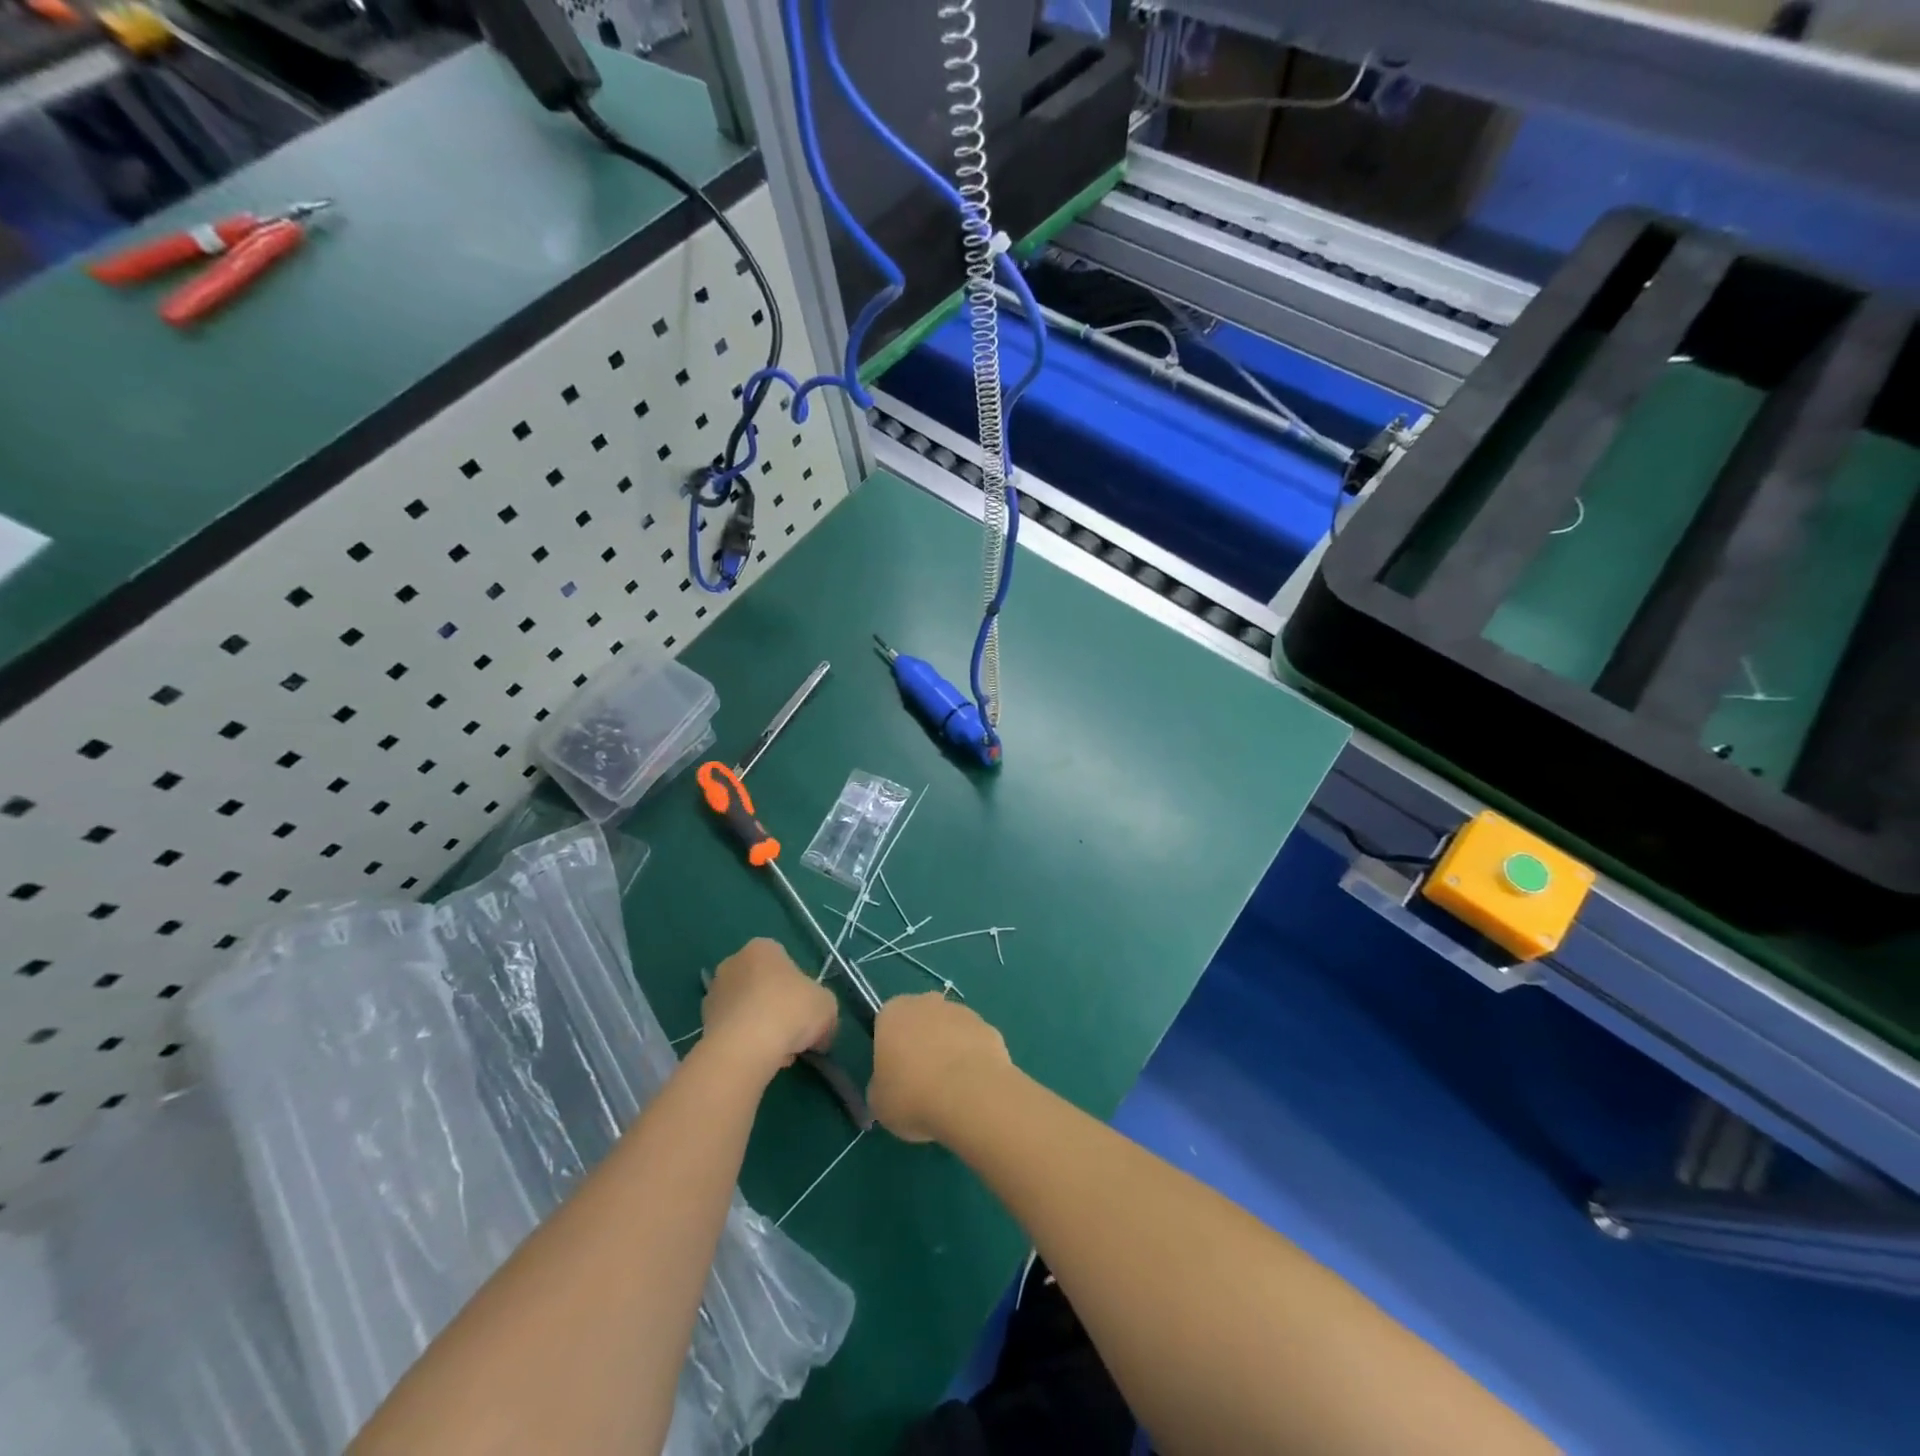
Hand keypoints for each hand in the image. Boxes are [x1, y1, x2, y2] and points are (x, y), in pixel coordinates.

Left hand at [701, 939, 838, 1077]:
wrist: (745, 1047)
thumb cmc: (790, 1011)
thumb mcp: (827, 1006)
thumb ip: (825, 1012)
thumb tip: (820, 1034)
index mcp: (763, 948)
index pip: (785, 963)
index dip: (800, 989)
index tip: (806, 1012)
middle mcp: (733, 963)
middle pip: (763, 986)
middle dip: (778, 1008)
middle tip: (793, 1033)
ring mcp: (714, 993)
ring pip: (748, 1010)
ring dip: (761, 1028)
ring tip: (777, 1054)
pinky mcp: (702, 1023)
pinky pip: (732, 1031)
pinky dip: (745, 1043)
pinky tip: (758, 1060)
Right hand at [868, 993, 1012, 1143]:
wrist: (970, 1096)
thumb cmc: (913, 1096)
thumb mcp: (879, 1102)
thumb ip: (880, 1086)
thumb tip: (889, 1086)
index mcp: (894, 1013)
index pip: (886, 1022)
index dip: (890, 1048)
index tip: (894, 1073)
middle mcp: (927, 1003)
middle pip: (920, 1020)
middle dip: (921, 1043)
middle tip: (921, 1081)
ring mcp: (962, 1012)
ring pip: (949, 1030)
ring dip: (949, 1051)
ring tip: (950, 1091)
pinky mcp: (989, 1028)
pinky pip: (974, 1044)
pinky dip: (973, 1061)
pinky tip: (973, 1089)